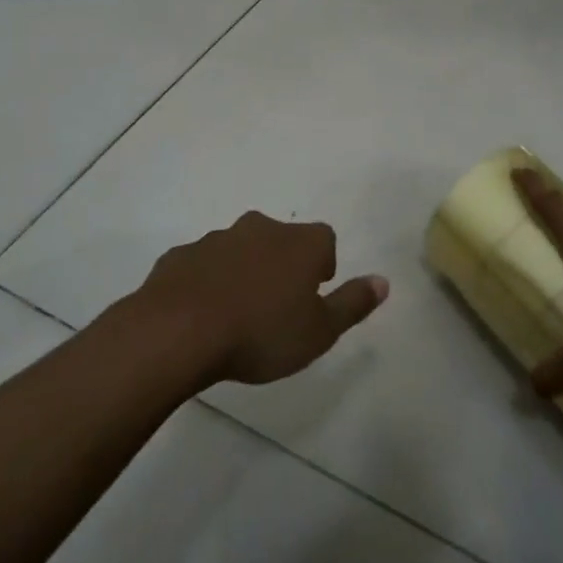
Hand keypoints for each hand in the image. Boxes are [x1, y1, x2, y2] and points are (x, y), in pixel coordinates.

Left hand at [137, 212, 388, 384]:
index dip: (323, 264)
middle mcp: (260, 229)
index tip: (314, 293)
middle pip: (281, 239)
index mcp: (299, 243)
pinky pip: (203, 265)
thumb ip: (353, 303)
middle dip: (283, 265)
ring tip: (238, 314)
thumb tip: (383, 281)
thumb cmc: (261, 333)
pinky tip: (202, 314)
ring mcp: (216, 239)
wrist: (178, 331)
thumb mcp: (319, 331)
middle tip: (278, 305)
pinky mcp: (180, 256)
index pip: (324, 239)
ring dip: (244, 272)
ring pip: (240, 249)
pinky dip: (208, 282)